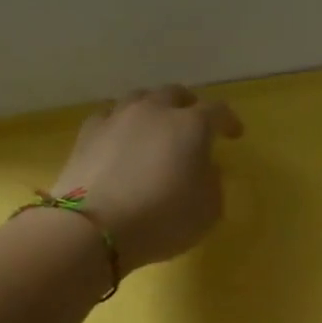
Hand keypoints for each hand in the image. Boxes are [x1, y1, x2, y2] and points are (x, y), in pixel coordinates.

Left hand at [49, 85, 242, 272]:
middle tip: (193, 122)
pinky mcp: (87, 134)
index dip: (229, 121)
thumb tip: (204, 169)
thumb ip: (212, 183)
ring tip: (155, 126)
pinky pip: (109, 116)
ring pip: (139, 98)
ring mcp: (118, 118)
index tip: (234, 134)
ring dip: (152, 109)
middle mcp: (155, 111)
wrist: (93, 228)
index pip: (218, 111)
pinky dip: (120, 123)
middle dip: (188, 105)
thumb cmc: (162, 219)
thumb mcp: (208, 210)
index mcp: (192, 125)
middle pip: (175, 94)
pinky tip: (119, 138)